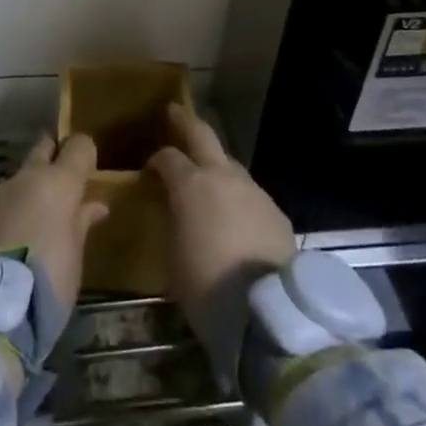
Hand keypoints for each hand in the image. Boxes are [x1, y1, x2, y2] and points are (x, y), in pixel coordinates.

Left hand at [0, 133, 109, 312]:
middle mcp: (28, 176)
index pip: (79, 145)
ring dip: (33, 185)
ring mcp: (1, 192)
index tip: (90, 170)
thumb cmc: (49, 277)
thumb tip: (96, 205)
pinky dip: (16, 206)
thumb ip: (83, 222)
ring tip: (42, 213)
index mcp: (58, 181)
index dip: (86, 153)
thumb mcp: (75, 253)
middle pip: (44, 148)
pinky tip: (20, 230)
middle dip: (54, 155)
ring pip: (23, 174)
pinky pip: (7, 198)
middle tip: (65, 178)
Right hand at [146, 104, 295, 348]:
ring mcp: (254, 191)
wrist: (266, 312)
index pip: (168, 157)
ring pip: (230, 165)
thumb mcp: (173, 255)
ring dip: (216, 166)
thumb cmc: (207, 286)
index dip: (156, 160)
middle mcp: (223, 176)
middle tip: (174, 113)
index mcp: (191, 184)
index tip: (149, 170)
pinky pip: (249, 194)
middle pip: (203, 135)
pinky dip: (237, 197)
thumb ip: (173, 220)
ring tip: (207, 180)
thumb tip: (176, 208)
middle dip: (186, 122)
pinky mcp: (276, 211)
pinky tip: (235, 217)